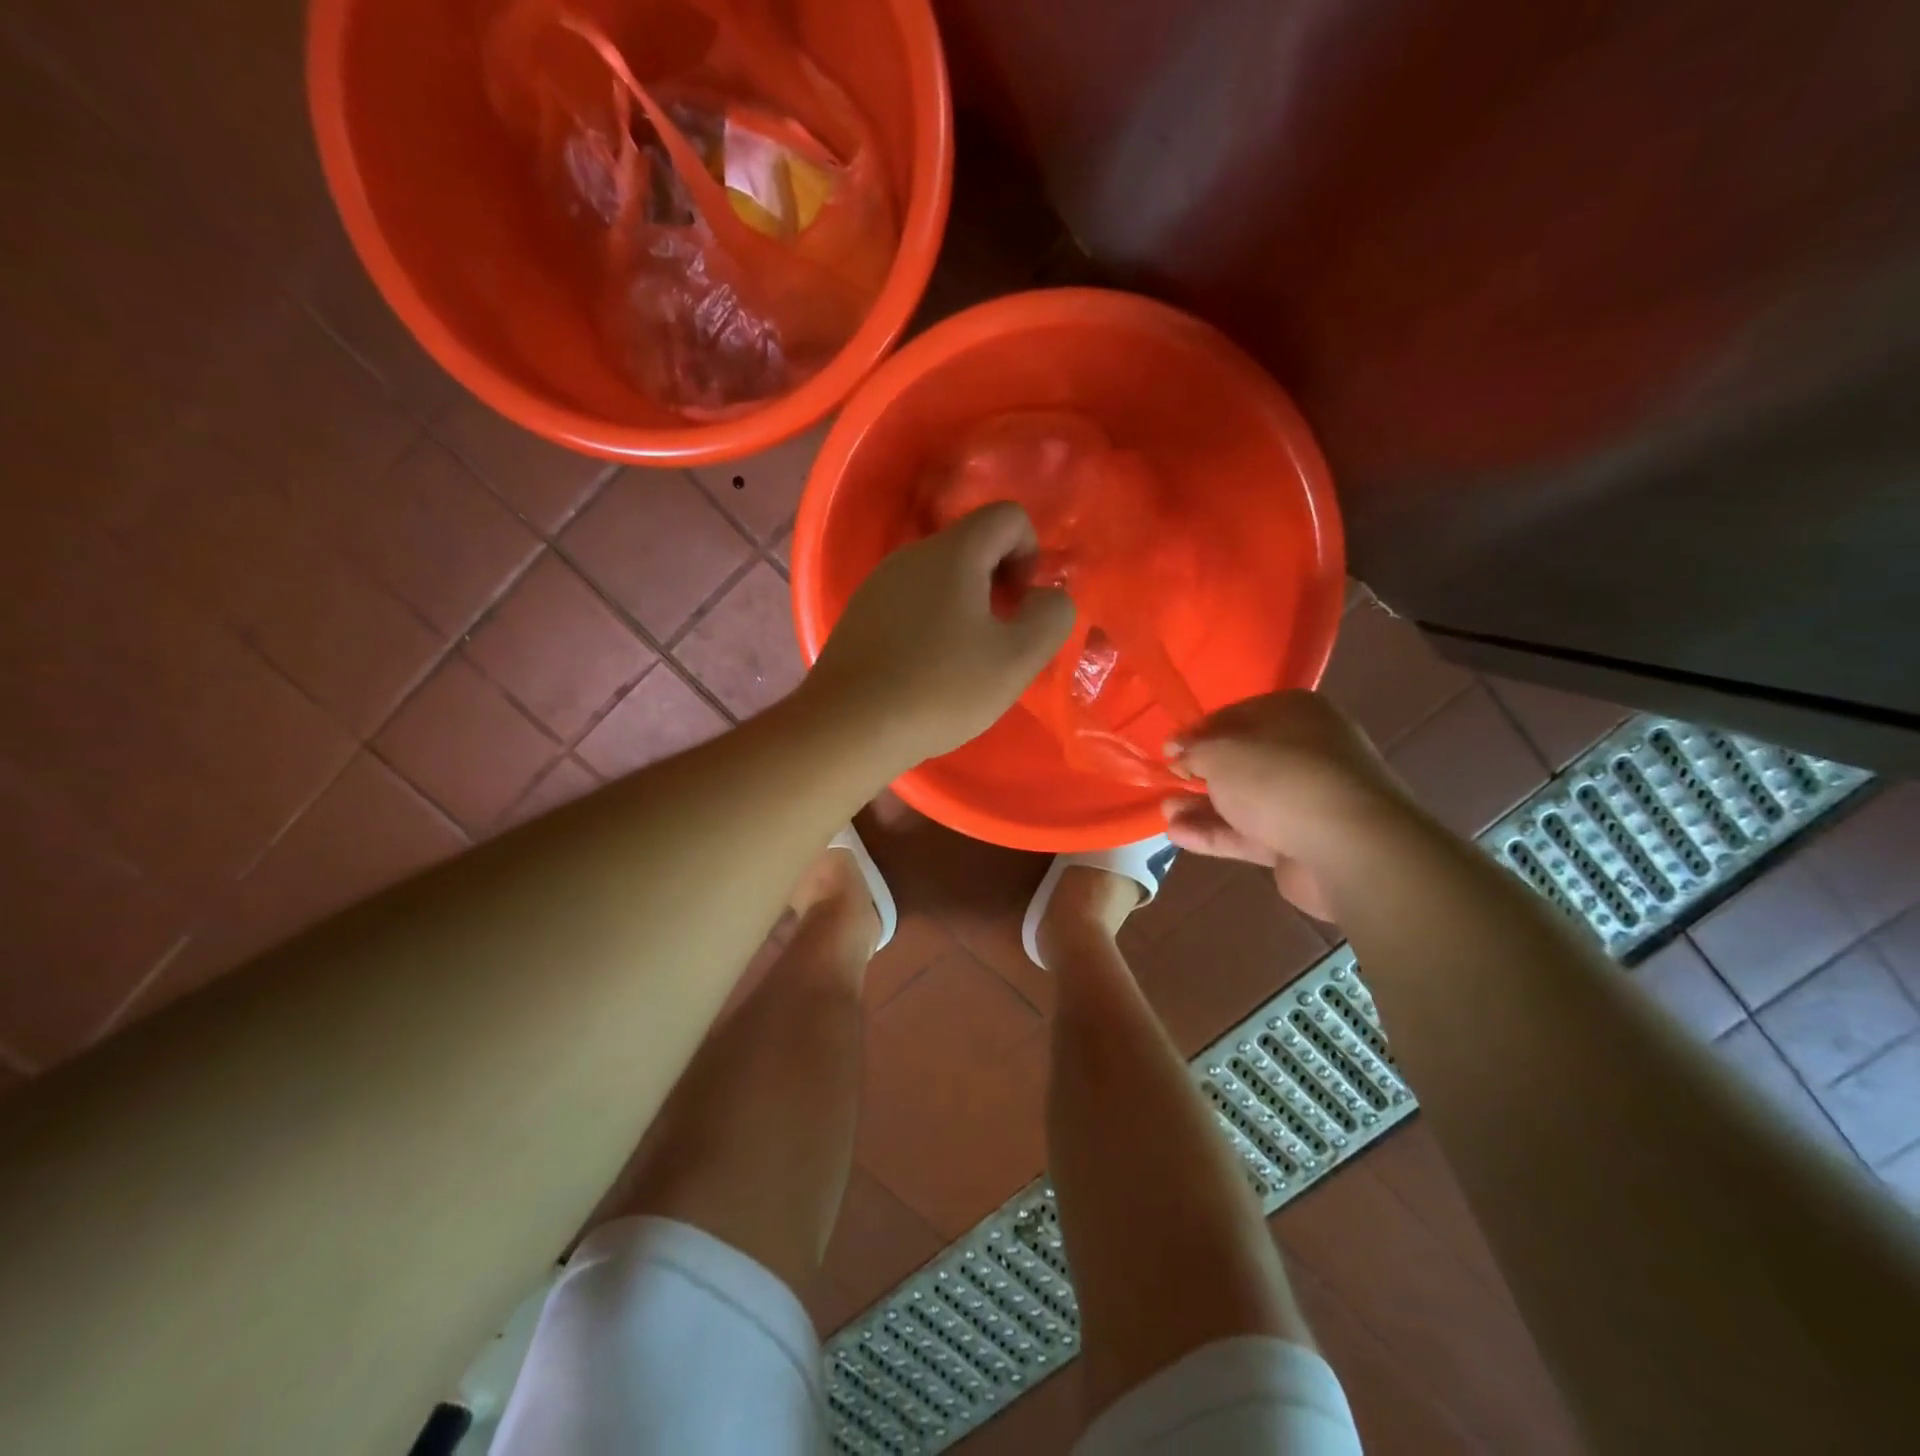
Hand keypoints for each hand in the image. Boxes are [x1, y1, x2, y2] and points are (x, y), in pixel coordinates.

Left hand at [805, 503, 1074, 766]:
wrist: (849, 726)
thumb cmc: (941, 688)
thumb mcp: (1017, 658)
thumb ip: (1051, 616)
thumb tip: (1046, 598)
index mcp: (953, 552)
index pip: (1007, 516)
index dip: (1029, 553)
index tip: (1020, 604)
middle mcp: (910, 555)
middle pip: (971, 546)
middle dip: (997, 583)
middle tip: (998, 640)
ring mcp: (877, 584)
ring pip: (938, 579)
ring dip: (964, 608)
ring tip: (962, 662)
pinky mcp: (858, 616)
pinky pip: (909, 604)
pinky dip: (930, 625)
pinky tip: (925, 671)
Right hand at [1163, 691, 1416, 919]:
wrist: (1348, 846)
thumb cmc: (1279, 778)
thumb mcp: (1222, 753)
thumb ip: (1194, 751)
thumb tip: (1179, 752)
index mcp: (1296, 713)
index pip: (1237, 715)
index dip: (1198, 732)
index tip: (1168, 750)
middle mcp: (1306, 750)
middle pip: (1243, 760)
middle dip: (1201, 773)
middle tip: (1168, 781)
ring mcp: (1308, 799)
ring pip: (1246, 800)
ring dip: (1203, 806)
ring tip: (1165, 812)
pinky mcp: (1303, 841)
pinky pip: (1252, 833)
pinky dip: (1217, 833)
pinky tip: (1178, 836)